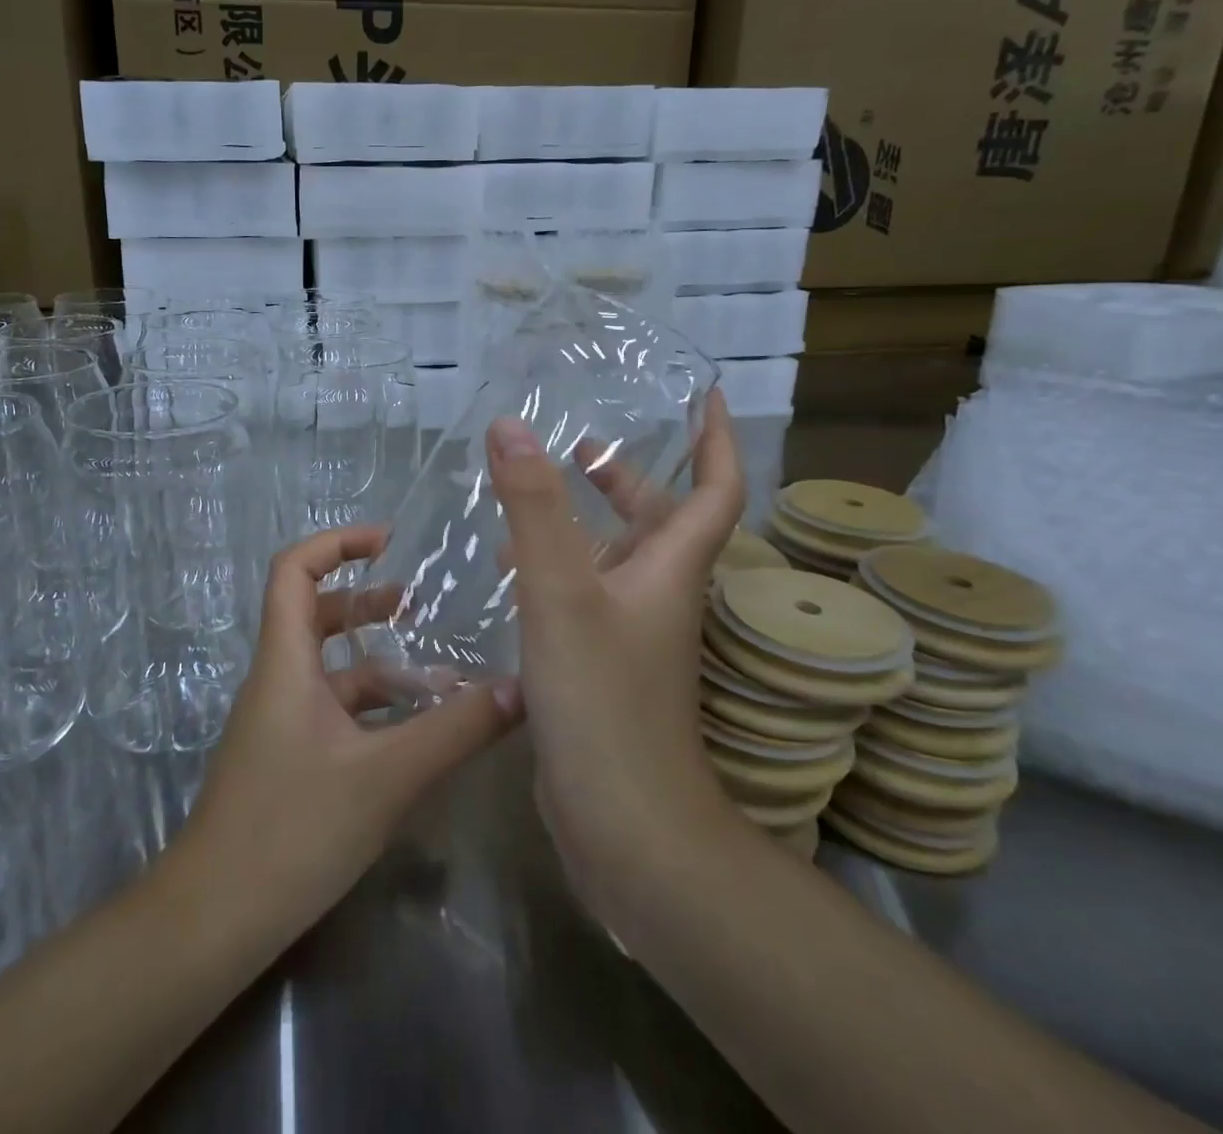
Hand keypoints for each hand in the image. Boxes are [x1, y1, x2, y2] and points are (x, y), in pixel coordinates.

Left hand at [176, 524, 522, 934]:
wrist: (215, 919)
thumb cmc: (292, 830)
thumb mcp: (386, 776)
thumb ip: (455, 731)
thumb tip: (522, 689)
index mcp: (286, 662)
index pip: (294, 570)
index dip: (336, 542)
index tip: (388, 541)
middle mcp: (279, 679)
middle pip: (315, 612)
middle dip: (365, 599)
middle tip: (418, 603)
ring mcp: (281, 721)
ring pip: (330, 668)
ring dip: (378, 661)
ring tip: (438, 671)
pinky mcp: (288, 757)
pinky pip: (333, 711)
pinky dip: (373, 707)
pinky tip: (416, 731)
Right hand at [485, 388, 746, 920]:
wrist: (626, 827)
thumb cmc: (603, 701)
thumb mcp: (562, 592)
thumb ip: (534, 508)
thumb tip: (510, 426)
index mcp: (670, 569)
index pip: (715, 489)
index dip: (714, 439)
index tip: (702, 395)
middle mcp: (659, 596)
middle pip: (658, 521)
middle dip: (627, 478)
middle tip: (579, 445)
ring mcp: (631, 636)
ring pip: (614, 560)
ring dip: (582, 522)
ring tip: (527, 498)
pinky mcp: (600, 667)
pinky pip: (582, 597)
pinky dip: (553, 570)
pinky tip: (507, 572)